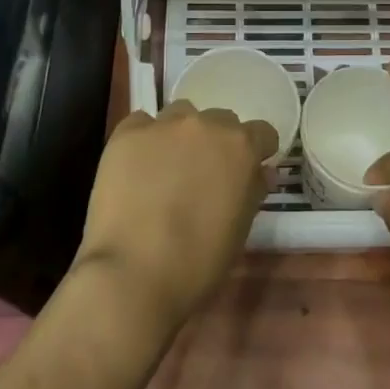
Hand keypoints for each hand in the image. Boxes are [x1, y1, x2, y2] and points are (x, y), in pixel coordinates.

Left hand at [73, 101, 276, 331]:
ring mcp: (164, 125)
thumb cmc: (198, 262)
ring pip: (181, 115)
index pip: (262, 133)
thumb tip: (262, 172)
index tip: (247, 172)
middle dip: (216, 143)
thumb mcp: (240, 230)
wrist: (132, 273)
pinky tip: (137, 168)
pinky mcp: (127, 133)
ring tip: (167, 168)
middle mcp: (206, 125)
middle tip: (203, 175)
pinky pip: (142, 123)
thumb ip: (253, 191)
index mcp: (241, 147)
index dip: (257, 152)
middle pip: (220, 120)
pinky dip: (144, 139)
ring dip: (181, 135)